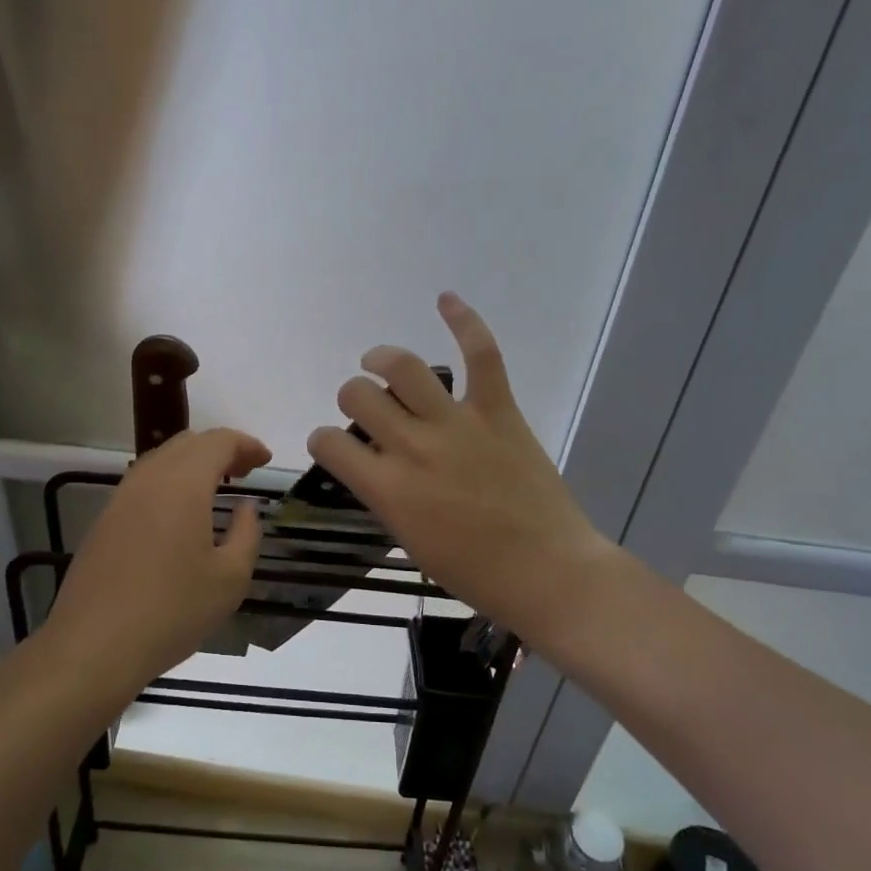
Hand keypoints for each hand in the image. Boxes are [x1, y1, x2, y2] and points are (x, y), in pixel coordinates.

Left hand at [44, 427, 270, 686]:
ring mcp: (121, 497)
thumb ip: (247, 533)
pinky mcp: (104, 519)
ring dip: (193, 464)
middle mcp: (149, 478)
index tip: (265, 461)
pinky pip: (144, 482)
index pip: (218, 442)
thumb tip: (246, 508)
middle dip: (221, 450)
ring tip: (216, 489)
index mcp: (183, 483)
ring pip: (162, 460)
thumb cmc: (172, 611)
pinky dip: (170, 482)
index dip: (246, 445)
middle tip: (245, 472)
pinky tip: (180, 513)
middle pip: (188, 443)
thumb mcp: (230, 578)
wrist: (93, 645)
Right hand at [307, 293, 613, 648]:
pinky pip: (481, 355)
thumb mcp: (411, 541)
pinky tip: (446, 299)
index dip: (323, 441)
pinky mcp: (497, 411)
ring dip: (382, 359)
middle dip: (352, 397)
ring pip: (404, 368)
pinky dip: (464, 321)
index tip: (333, 445)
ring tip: (378, 361)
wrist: (547, 571)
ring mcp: (457, 423)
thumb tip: (376, 466)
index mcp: (388, 487)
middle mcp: (413, 446)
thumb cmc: (474, 572)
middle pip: (359, 395)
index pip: (330, 444)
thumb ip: (386, 496)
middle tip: (366, 408)